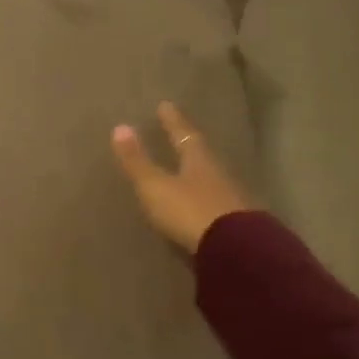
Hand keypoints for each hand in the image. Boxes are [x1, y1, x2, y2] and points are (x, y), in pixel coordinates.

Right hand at [111, 101, 251, 254]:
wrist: (235, 253)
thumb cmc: (189, 211)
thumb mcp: (155, 186)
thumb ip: (137, 161)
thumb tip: (120, 127)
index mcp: (199, 161)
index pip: (184, 135)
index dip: (173, 121)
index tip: (166, 105)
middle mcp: (218, 175)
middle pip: (202, 155)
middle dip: (190, 145)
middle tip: (181, 135)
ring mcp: (232, 200)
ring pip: (212, 178)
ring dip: (199, 173)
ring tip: (187, 170)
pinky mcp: (238, 225)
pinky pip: (218, 203)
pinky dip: (206, 199)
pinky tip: (200, 204)